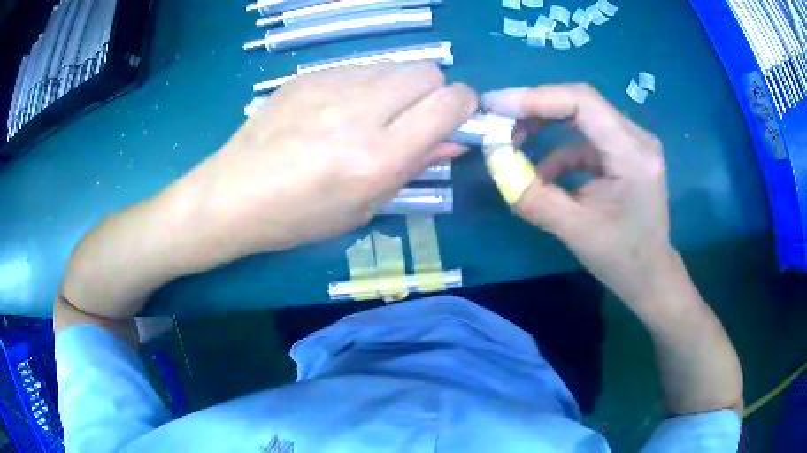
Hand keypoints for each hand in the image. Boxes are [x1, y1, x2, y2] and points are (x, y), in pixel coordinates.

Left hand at [177, 63, 476, 257]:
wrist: (233, 195)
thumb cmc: (299, 217)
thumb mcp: (363, 206)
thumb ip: (414, 167)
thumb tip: (453, 140)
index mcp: (377, 157)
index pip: (449, 103)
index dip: (465, 105)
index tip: (457, 118)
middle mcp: (360, 112)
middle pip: (427, 72)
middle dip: (433, 92)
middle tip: (412, 118)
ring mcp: (330, 86)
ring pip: (394, 65)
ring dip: (399, 87)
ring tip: (371, 115)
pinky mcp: (308, 76)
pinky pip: (359, 68)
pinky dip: (365, 84)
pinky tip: (338, 109)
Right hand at [482, 84, 673, 306]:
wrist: (650, 275)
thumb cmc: (621, 259)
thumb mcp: (574, 231)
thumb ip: (533, 196)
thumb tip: (496, 162)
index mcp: (633, 154)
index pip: (583, 102)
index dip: (537, 98)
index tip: (496, 107)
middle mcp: (637, 138)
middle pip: (580, 103)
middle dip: (535, 109)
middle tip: (498, 121)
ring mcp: (632, 143)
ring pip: (581, 117)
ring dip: (545, 127)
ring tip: (513, 145)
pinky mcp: (624, 153)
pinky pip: (586, 139)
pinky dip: (560, 151)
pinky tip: (543, 174)